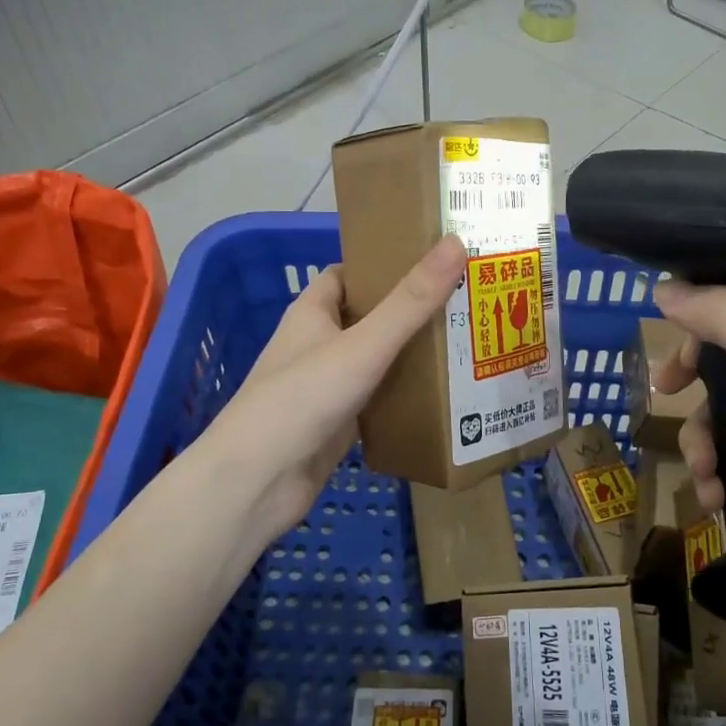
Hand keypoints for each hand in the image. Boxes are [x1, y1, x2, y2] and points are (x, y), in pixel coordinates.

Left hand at [202, 236, 467, 551]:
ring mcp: (325, 387)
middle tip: (465, 302)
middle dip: (410, 311)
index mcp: (312, 313)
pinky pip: (377, 400)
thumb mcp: (362, 346)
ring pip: (375, 361)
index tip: (431, 261)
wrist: (258, 482)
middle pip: (368, 317)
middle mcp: (316, 344)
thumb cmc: (302, 399)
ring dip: (411, 354)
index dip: (383, 264)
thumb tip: (454, 243)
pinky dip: (404, 396)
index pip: (347, 275)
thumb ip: (410, 302)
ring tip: (467, 343)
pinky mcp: (336, 425)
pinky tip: (443, 396)